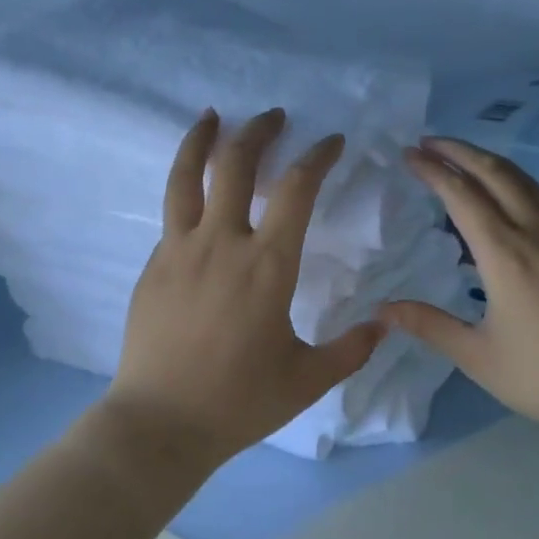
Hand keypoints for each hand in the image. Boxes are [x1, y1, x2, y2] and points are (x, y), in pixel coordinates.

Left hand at [100, 107, 386, 466]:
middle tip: (274, 116)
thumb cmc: (239, 401)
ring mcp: (180, 250)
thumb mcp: (308, 379)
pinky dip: (186, 189)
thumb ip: (351, 349)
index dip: (317, 156)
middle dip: (258, 131)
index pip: (297, 189)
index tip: (331, 141)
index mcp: (267, 265)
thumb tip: (385, 324)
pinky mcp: (153, 265)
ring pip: (186, 176)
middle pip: (236, 164)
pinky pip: (172, 214)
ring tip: (210, 116)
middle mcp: (222, 243)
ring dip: (201, 139)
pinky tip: (195, 194)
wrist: (161, 422)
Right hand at [378, 137, 538, 449]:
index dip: (433, 170)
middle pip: (496, 173)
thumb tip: (382, 309)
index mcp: (504, 255)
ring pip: (525, 182)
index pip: (461, 196)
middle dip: (460, 151)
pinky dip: (514, 185)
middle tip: (429, 142)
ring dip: (490, 162)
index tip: (409, 153)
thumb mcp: (476, 356)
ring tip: (463, 158)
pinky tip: (505, 200)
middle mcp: (536, 234)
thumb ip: (429, 324)